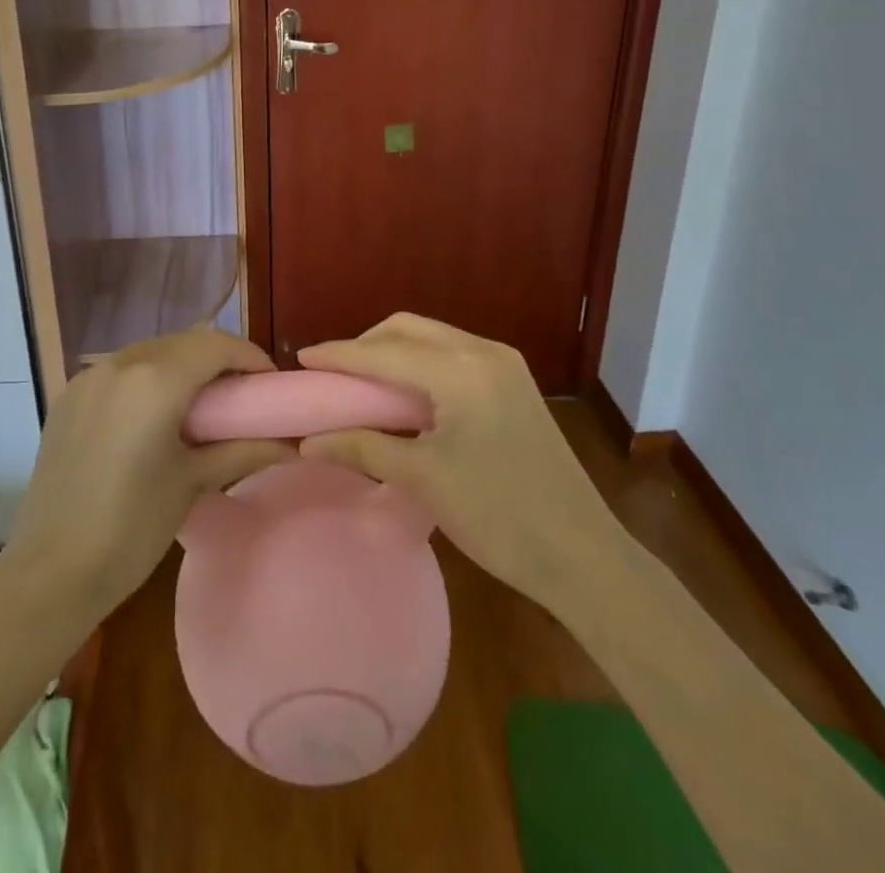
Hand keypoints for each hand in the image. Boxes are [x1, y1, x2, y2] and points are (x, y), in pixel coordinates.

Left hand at [0, 330, 292, 623]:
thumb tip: (289, 444)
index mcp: (155, 380)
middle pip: (183, 343)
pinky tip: (155, 413)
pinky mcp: (69, 397)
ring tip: (201, 404)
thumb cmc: (131, 528)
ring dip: (182, 365)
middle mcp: (120, 364)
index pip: (216, 345)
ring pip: (150, 352)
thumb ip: (242, 450)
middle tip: (241, 395)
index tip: (269, 383)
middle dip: (218, 359)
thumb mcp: (192, 483)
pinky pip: (120, 370)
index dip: (249, 356)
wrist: (50, 571)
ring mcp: (88, 377)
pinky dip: (148, 377)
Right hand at [297, 313, 623, 604]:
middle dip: (366, 344)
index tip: (302, 358)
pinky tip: (406, 393)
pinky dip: (421, 363)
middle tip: (335, 375)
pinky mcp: (514, 381)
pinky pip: (453, 353)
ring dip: (394, 351)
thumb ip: (362, 447)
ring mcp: (505, 364)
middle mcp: (484, 352)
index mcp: (461, 371)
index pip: (384, 352)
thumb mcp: (423, 479)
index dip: (339, 354)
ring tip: (364, 384)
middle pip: (408, 328)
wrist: (582, 555)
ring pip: (433, 337)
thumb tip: (307, 442)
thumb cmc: (498, 517)